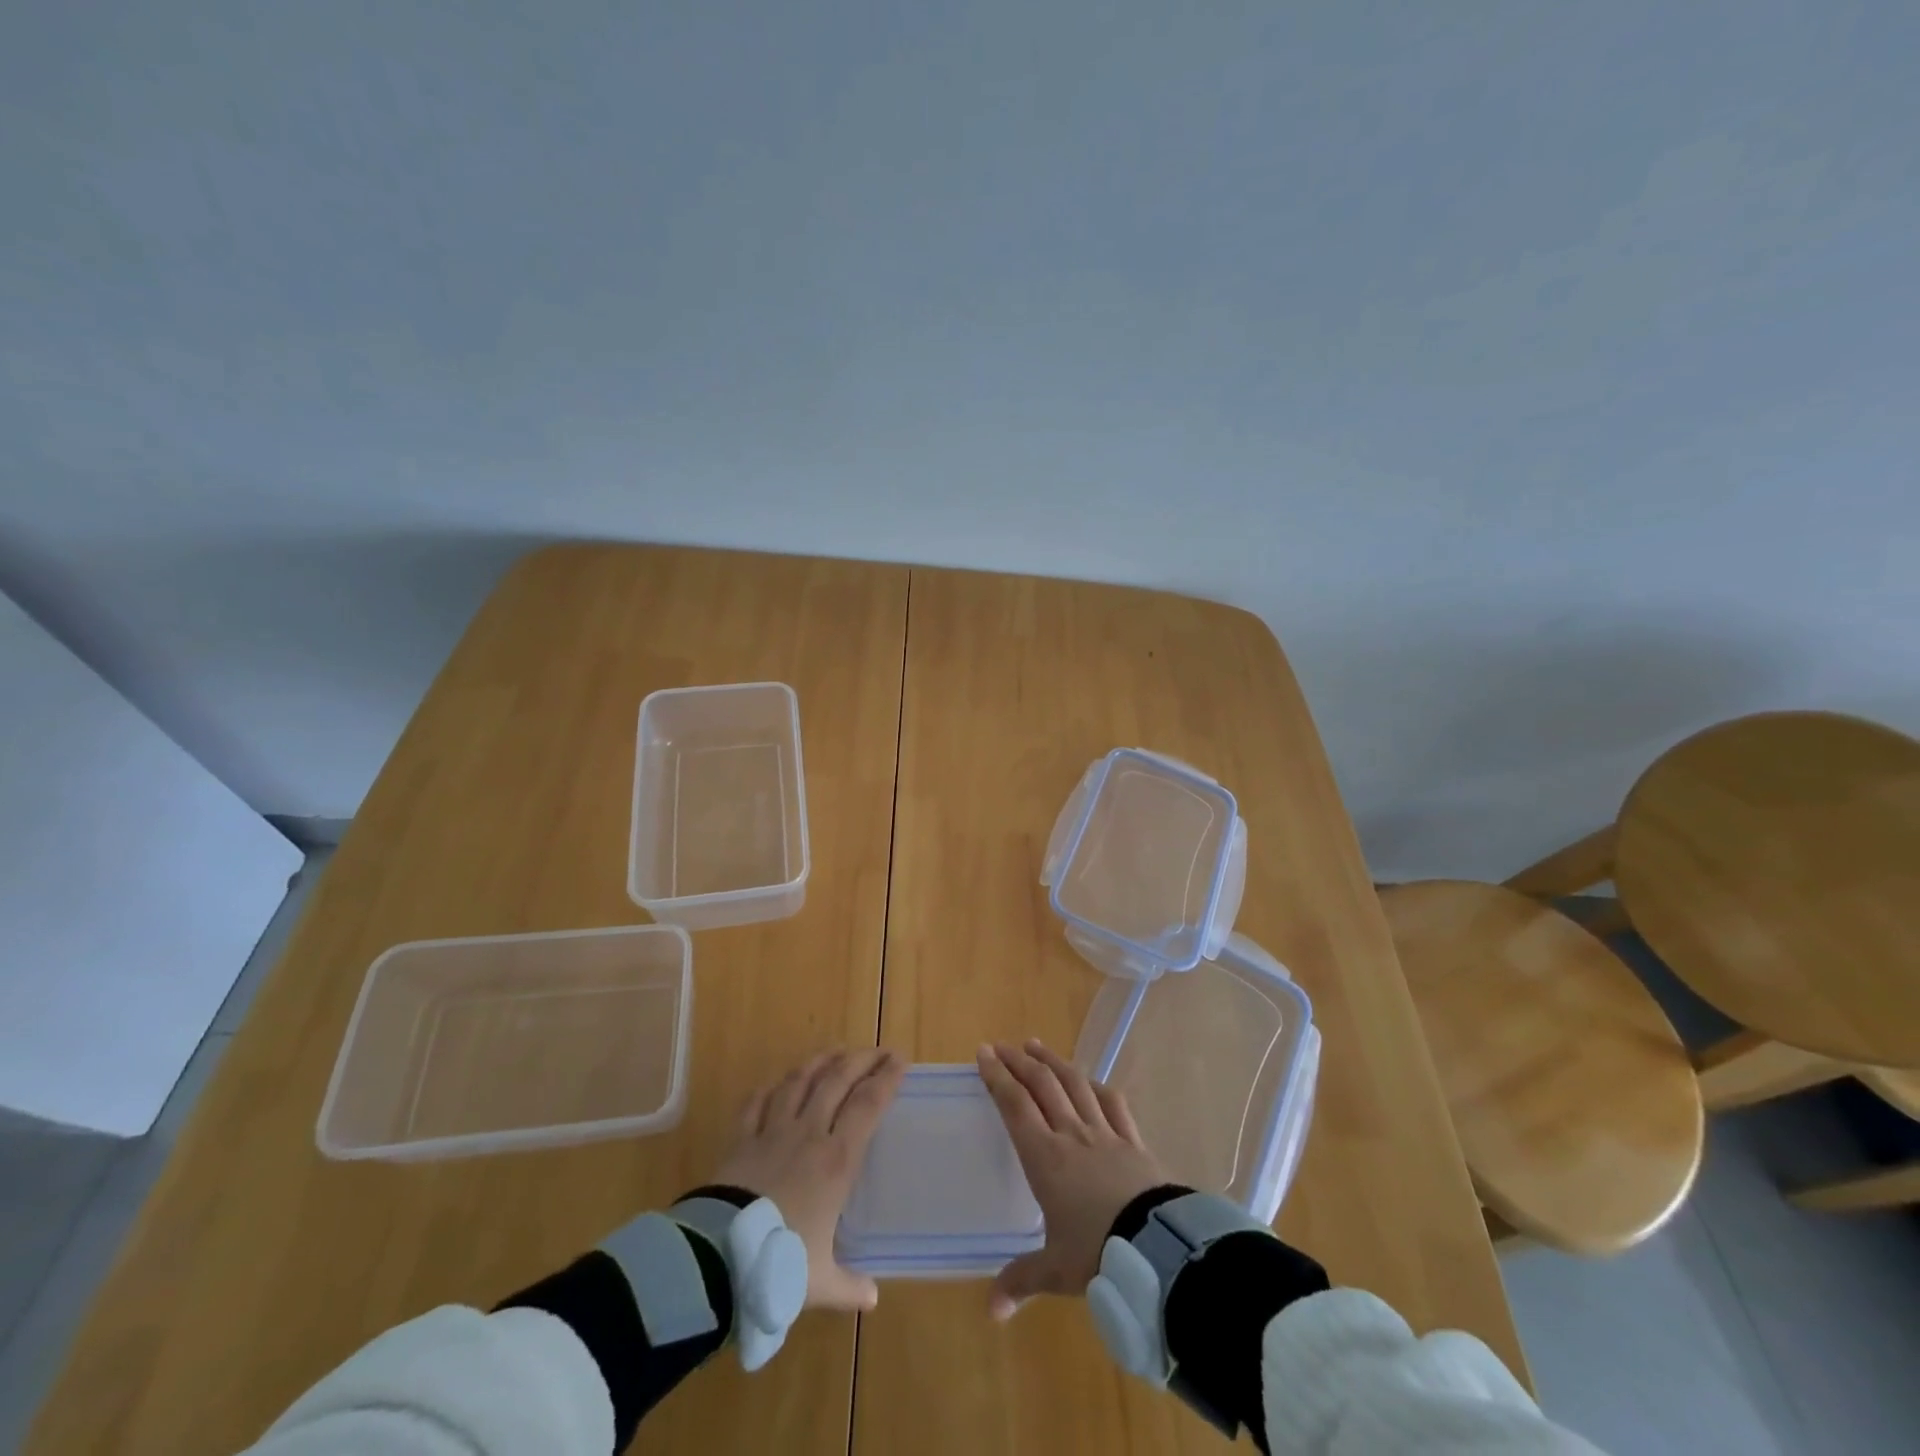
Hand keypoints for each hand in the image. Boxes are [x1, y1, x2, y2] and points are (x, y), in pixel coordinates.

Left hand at [715, 1047, 905, 1312]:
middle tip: (879, 1051)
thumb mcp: (819, 1282)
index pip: (868, 1105)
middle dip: (862, 1059)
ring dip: (820, 1062)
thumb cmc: (778, 1264)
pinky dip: (770, 1088)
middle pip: (838, 1080)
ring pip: (800, 1081)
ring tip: (835, 1053)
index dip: (887, 1078)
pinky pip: (756, 1103)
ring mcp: (772, 1131)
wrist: (718, 1258)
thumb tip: (872, 1297)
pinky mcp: (741, 1139)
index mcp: (837, 1160)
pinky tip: (777, 1083)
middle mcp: (809, 1133)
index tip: (901, 1061)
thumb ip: (849, 1286)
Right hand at [977, 1039, 1169, 1320]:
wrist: (1157, 1246)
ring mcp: (1104, 1133)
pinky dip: (1096, 1086)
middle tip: (1003, 1046)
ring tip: (1037, 1046)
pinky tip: (1090, 1079)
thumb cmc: (1098, 1253)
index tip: (984, 1053)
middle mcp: (1071, 1134)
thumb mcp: (1056, 1270)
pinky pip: (1112, 1104)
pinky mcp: (1133, 1140)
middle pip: (1042, 1085)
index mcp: (1045, 1158)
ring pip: (1075, 1084)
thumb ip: (1022, 1281)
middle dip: (1019, 1062)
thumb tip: (991, 1311)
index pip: (1015, 1106)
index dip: (997, 1077)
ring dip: (1053, 1062)